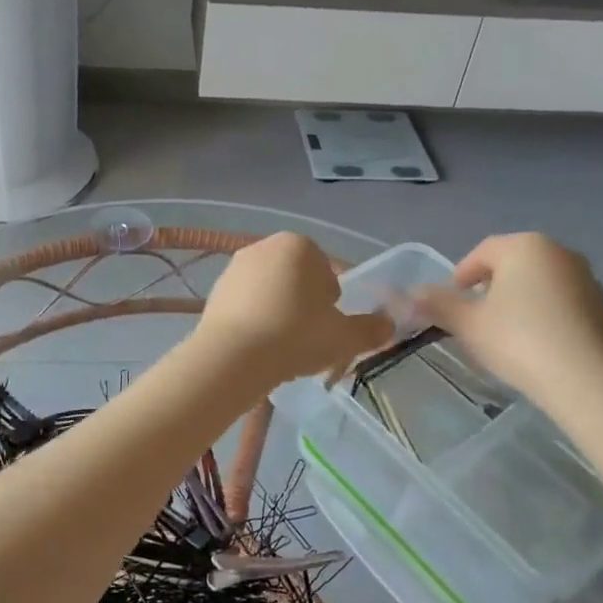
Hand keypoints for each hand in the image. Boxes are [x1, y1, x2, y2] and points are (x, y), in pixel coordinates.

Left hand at [198, 232, 393, 386]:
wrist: (232, 356)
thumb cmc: (295, 336)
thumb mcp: (343, 337)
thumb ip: (370, 330)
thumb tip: (388, 325)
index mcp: (299, 245)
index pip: (326, 272)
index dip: (331, 302)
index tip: (326, 327)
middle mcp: (264, 246)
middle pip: (296, 278)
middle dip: (304, 304)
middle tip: (307, 338)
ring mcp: (235, 267)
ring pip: (270, 291)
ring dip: (278, 312)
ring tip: (281, 346)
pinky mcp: (215, 290)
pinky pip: (245, 305)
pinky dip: (254, 320)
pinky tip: (257, 346)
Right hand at [417, 234, 602, 411]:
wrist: (588, 381)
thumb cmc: (519, 340)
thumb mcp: (467, 323)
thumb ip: (437, 304)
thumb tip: (412, 294)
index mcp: (525, 246)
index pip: (482, 252)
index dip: (460, 276)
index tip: (451, 303)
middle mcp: (559, 252)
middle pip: (511, 265)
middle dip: (488, 288)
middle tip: (473, 319)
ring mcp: (586, 279)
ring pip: (536, 284)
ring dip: (515, 301)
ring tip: (502, 335)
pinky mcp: (601, 307)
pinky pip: (559, 302)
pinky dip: (541, 315)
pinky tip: (533, 344)